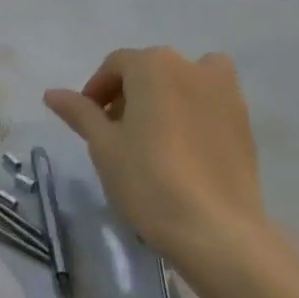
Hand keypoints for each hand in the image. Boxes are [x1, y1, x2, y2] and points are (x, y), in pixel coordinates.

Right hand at [44, 47, 267, 272]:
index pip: (115, 66)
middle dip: (129, 94)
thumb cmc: (148, 179)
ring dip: (166, 98)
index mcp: (154, 65)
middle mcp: (192, 68)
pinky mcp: (246, 125)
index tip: (88, 122)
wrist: (217, 232)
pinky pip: (211, 105)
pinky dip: (195, 114)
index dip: (96, 91)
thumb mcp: (102, 144)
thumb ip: (80, 112)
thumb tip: (52, 93)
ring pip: (186, 82)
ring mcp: (226, 95)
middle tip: (116, 132)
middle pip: (151, 70)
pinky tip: (184, 151)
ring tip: (153, 137)